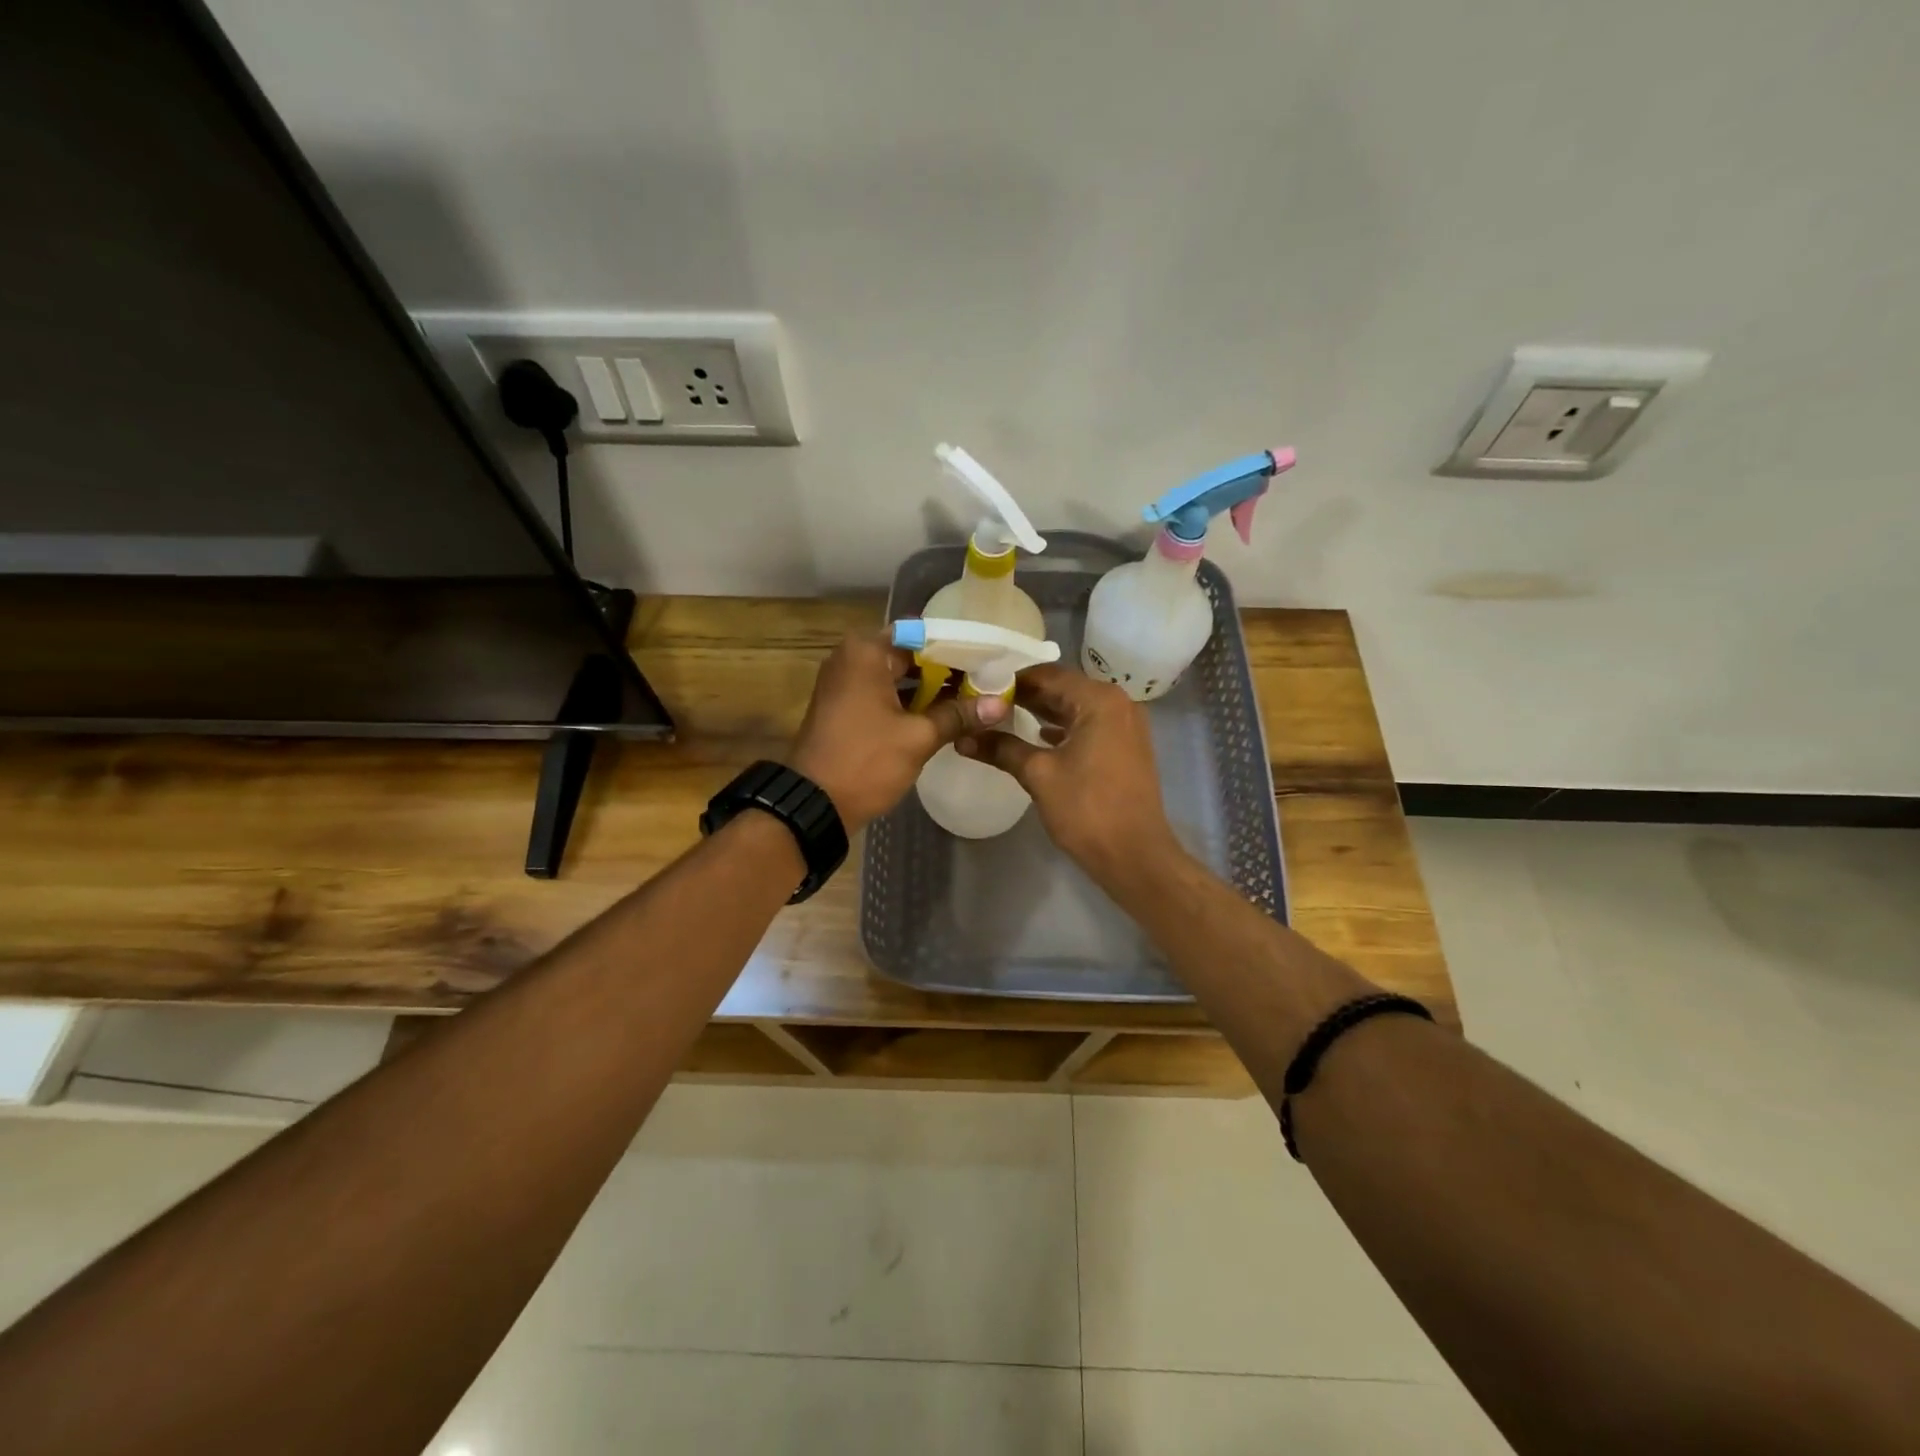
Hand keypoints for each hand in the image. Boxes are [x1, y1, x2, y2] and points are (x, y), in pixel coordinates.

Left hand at [786, 631, 1007, 830]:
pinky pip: (885, 693)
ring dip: (931, 688)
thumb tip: (1000, 704)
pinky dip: (911, 702)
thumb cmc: (865, 761)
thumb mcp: (918, 737)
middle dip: (947, 669)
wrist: (813, 804)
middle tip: (988, 681)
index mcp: (866, 652)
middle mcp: (852, 658)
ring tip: (975, 698)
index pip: (923, 635)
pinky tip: (944, 714)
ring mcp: (845, 682)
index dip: (958, 648)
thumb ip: (958, 715)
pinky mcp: (845, 706)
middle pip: (911, 654)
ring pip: (898, 675)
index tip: (989, 660)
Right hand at [956, 664, 1185, 892]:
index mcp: (1099, 700)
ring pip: (1075, 708)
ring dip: (1042, 712)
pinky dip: (1062, 729)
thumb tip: (961, 738)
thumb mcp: (1038, 775)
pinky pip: (1088, 726)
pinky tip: (1036, 738)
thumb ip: (1001, 749)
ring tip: (1001, 718)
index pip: (1047, 675)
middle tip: (984, 702)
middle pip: (1063, 688)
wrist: (1135, 856)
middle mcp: (1117, 703)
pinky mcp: (1126, 747)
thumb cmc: (1087, 809)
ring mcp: (1125, 725)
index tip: (978, 686)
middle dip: (1025, 696)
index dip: (1011, 680)